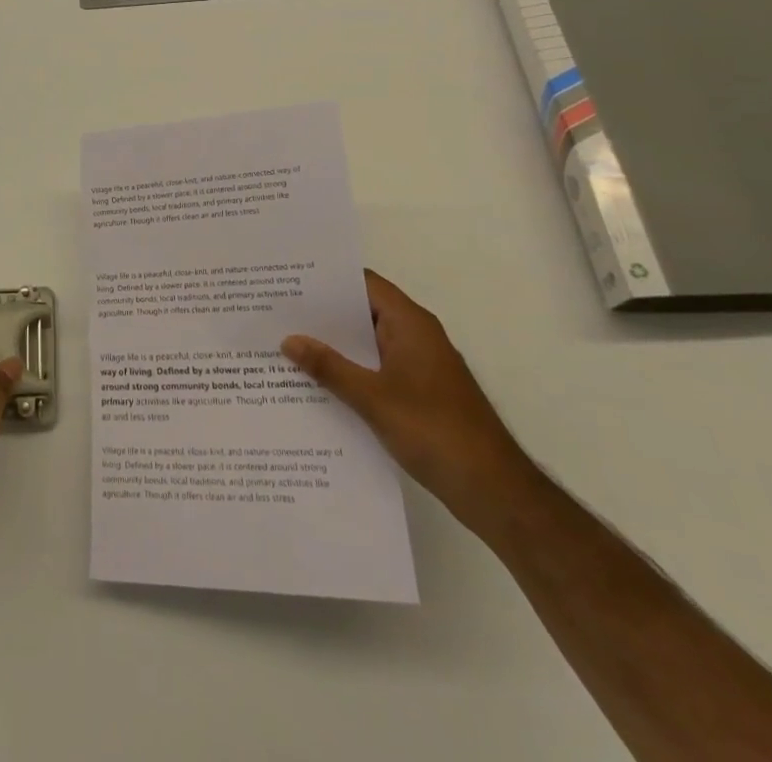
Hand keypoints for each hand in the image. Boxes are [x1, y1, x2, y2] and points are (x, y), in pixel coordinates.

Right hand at [283, 270, 536, 532]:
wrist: (494, 492)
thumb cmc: (435, 431)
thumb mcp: (373, 398)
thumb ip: (329, 367)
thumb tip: (288, 339)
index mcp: (410, 324)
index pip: (364, 284)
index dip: (328, 279)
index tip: (289, 278)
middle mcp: (416, 336)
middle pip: (363, 312)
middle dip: (323, 314)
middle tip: (277, 311)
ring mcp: (419, 366)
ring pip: (368, 344)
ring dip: (334, 346)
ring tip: (287, 344)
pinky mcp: (419, 394)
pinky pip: (376, 369)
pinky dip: (350, 371)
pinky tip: (317, 384)